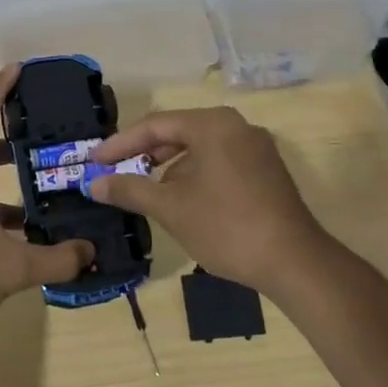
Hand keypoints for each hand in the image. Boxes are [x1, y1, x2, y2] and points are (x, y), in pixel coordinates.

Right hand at [89, 108, 330, 294]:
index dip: (120, 144)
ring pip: (200, 148)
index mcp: (213, 125)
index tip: (94, 162)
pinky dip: (195, 174)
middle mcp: (236, 126)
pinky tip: (183, 200)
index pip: (155, 125)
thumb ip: (130, 189)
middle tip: (115, 172)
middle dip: (144, 154)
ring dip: (169, 167)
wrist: (294, 262)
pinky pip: (220, 161)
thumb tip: (93, 184)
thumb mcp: (170, 208)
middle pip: (178, 132)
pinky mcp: (267, 169)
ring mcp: (256, 147)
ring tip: (146, 190)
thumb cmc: (226, 227)